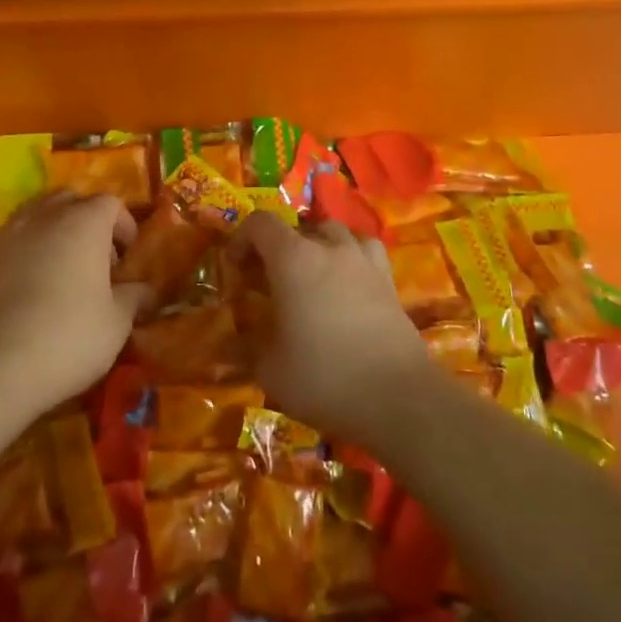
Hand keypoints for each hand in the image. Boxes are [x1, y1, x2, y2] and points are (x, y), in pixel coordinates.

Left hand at [0, 193, 146, 417]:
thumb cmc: (69, 336)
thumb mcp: (117, 322)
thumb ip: (134, 297)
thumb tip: (145, 290)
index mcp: (85, 222)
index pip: (110, 203)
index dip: (124, 226)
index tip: (127, 260)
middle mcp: (47, 216)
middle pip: (72, 199)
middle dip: (88, 220)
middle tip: (98, 257)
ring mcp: (12, 232)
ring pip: (39, 212)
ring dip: (56, 228)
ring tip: (64, 265)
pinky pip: (15, 235)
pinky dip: (29, 245)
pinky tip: (35, 280)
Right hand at [229, 214, 436, 443]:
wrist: (398, 398)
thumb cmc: (324, 376)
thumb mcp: (270, 369)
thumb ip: (243, 348)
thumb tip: (223, 345)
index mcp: (293, 259)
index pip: (260, 223)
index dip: (242, 239)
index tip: (236, 269)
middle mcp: (331, 249)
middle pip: (300, 227)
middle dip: (280, 247)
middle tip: (271, 281)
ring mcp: (366, 263)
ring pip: (338, 234)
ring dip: (319, 246)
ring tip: (312, 276)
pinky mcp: (390, 283)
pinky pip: (366, 254)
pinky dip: (352, 260)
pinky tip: (347, 287)